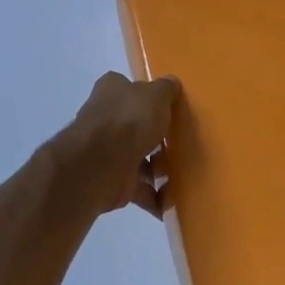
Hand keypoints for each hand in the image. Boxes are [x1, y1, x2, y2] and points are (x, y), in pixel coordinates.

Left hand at [58, 71, 180, 216]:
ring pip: (136, 157)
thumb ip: (165, 90)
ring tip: (182, 175)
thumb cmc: (129, 120)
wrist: (101, 164)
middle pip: (133, 125)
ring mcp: (105, 151)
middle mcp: (104, 118)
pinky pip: (138, 188)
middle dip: (154, 136)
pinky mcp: (111, 180)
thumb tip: (171, 83)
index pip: (129, 88)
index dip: (147, 97)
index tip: (168, 108)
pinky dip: (153, 196)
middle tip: (181, 143)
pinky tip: (172, 200)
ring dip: (156, 169)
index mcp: (111, 90)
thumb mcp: (156, 95)